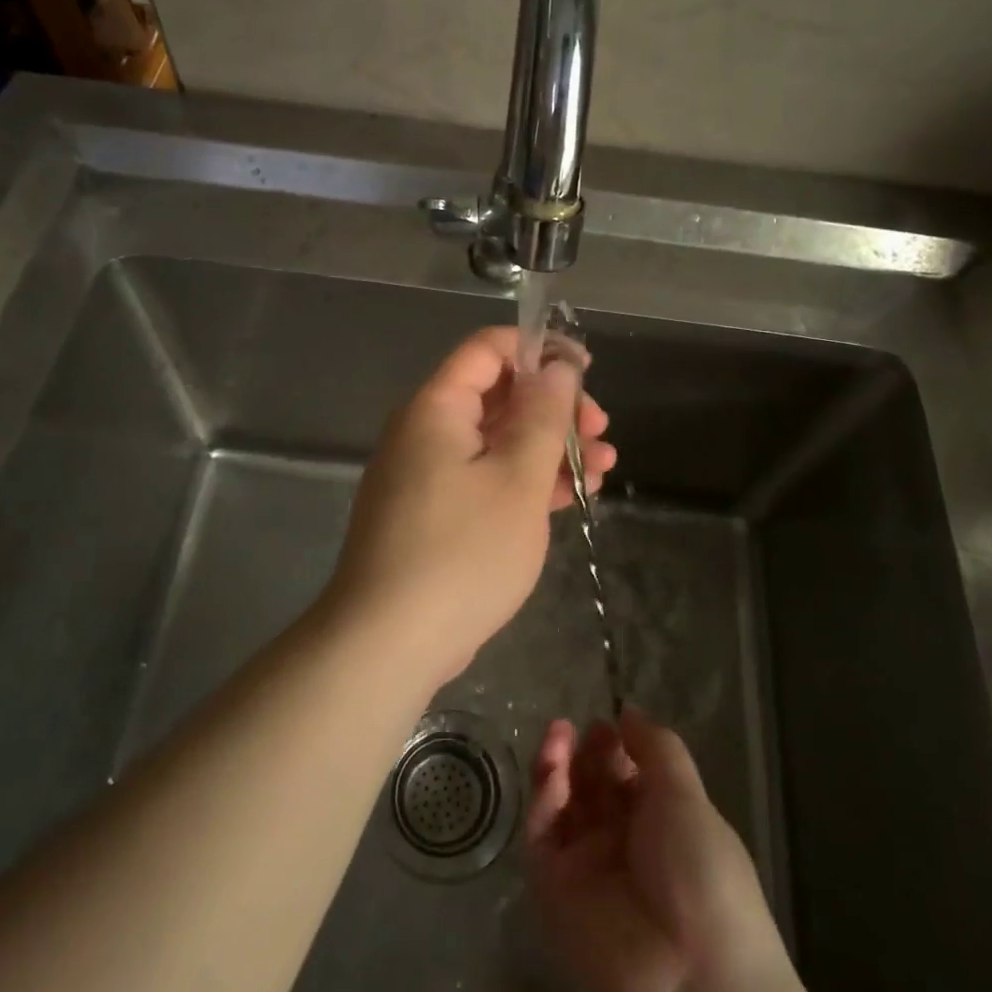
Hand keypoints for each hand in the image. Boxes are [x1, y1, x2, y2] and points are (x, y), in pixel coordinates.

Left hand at [326, 326, 615, 690]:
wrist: (388, 643)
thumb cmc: (462, 552)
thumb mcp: (517, 479)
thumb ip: (542, 416)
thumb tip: (556, 366)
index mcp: (436, 409)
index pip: (486, 350)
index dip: (538, 349)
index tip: (586, 370)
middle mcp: (425, 433)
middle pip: (496, 396)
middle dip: (553, 407)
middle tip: (601, 431)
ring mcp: (426, 477)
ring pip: (495, 442)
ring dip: (548, 448)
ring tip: (603, 467)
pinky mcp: (432, 515)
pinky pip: (483, 479)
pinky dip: (523, 481)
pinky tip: (567, 496)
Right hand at [528, 713, 847, 991]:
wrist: (694, 979)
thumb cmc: (704, 875)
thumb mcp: (687, 797)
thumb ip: (656, 748)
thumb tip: (628, 711)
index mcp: (659, 821)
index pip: (624, 773)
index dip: (613, 746)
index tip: (606, 724)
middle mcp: (620, 841)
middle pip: (590, 785)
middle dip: (582, 752)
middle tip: (577, 729)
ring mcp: (585, 865)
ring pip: (561, 804)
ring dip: (556, 765)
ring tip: (557, 734)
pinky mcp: (553, 889)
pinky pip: (543, 835)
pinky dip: (544, 798)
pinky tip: (553, 770)